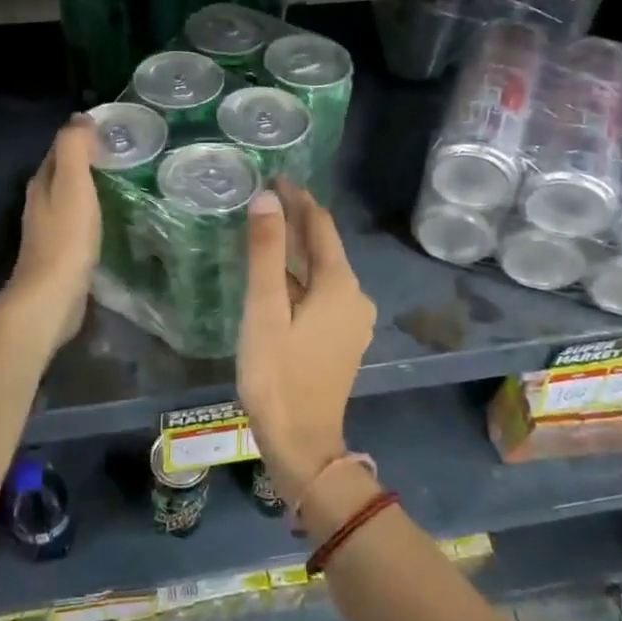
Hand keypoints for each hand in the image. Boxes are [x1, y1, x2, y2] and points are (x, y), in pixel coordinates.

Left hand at [4, 117, 100, 348]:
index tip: (113, 132)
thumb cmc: (66, 237)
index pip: (60, 150)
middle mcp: (40, 203)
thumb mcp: (72, 185)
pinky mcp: (61, 254)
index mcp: (42, 183)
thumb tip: (80, 118)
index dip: (82, 138)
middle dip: (87, 162)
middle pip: (63, 174)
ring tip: (122, 183)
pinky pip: (78, 223)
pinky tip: (110, 219)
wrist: (53, 296)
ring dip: (90, 189)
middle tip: (123, 157)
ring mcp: (49, 230)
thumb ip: (74, 149)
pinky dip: (92, 213)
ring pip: (70, 198)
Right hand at [237, 183, 375, 504]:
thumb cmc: (278, 374)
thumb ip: (267, 252)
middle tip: (265, 201)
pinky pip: (323, 294)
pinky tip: (279, 280)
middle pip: (325, 247)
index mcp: (340, 284)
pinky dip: (302, 279)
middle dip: (298, 222)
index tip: (275, 178)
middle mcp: (355, 296)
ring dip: (298, 251)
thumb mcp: (265, 310)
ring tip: (267, 234)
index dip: (299, 199)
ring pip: (324, 272)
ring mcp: (353, 320)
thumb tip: (268, 199)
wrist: (302, 442)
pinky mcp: (344, 339)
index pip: (321, 225)